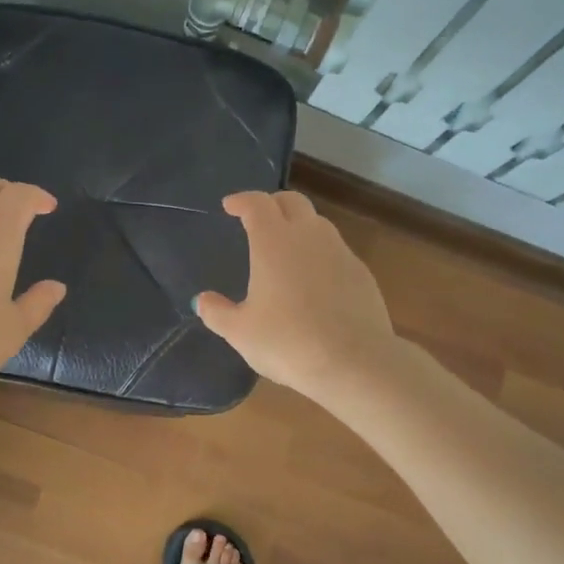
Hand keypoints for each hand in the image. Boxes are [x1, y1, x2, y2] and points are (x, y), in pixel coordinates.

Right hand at [194, 190, 397, 397]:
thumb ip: (217, 312)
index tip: (230, 206)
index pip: (257, 203)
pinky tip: (314, 279)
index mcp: (274, 241)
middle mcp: (309, 236)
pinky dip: (320, 253)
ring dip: (299, 226)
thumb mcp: (240, 333)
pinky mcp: (362, 272)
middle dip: (272, 204)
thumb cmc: (288, 342)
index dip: (241, 201)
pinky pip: (336, 250)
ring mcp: (340, 252)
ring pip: (318, 223)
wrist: (354, 362)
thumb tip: (202, 300)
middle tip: (258, 219)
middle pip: (292, 201)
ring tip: (286, 248)